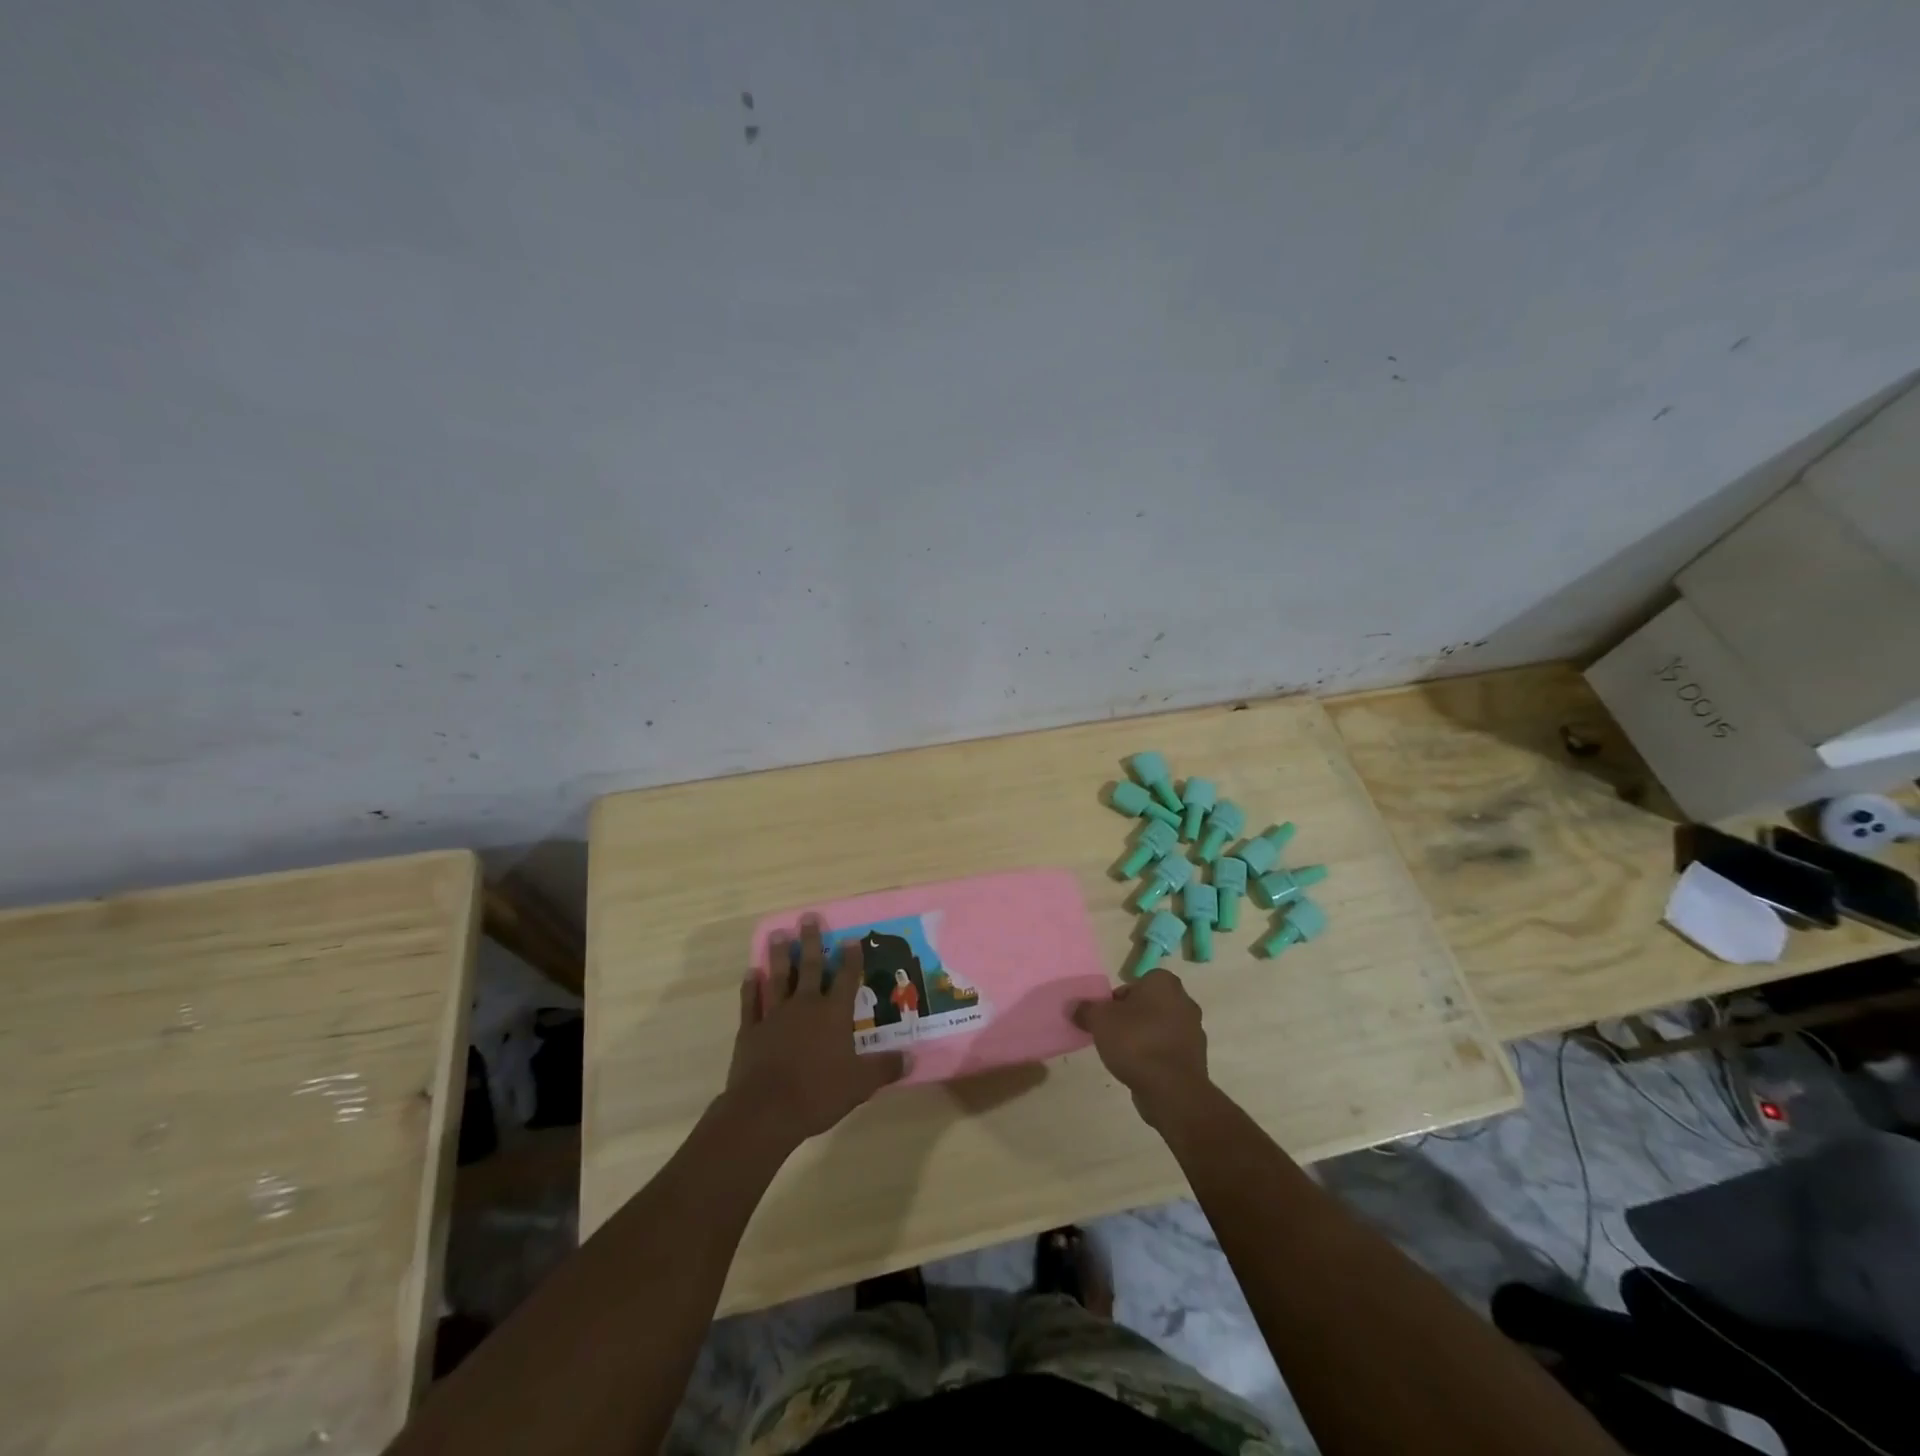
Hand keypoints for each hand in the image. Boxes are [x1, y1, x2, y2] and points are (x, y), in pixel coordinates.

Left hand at [723, 917, 907, 1149]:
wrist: (765, 1111)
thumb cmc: (817, 1094)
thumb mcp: (859, 1085)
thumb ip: (884, 1068)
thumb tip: (912, 1058)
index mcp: (833, 1015)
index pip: (847, 980)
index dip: (851, 959)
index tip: (851, 939)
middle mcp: (805, 1006)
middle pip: (810, 968)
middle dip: (811, 941)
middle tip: (808, 917)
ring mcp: (774, 1016)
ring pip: (778, 977)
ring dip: (779, 955)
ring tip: (777, 933)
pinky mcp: (750, 1030)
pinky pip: (750, 1003)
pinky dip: (750, 987)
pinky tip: (750, 973)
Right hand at [1072, 969, 1210, 1127]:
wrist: (1171, 1089)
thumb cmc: (1135, 1042)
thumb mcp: (1099, 1020)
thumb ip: (1086, 1010)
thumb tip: (1075, 1007)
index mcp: (1164, 983)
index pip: (1137, 982)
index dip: (1119, 998)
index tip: (1108, 1016)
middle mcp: (1184, 1001)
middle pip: (1149, 1005)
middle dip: (1132, 1017)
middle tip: (1113, 1033)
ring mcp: (1194, 1031)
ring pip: (1160, 1027)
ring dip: (1145, 1037)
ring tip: (1124, 1055)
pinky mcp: (1195, 1058)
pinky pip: (1169, 1050)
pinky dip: (1156, 1056)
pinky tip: (1140, 1069)